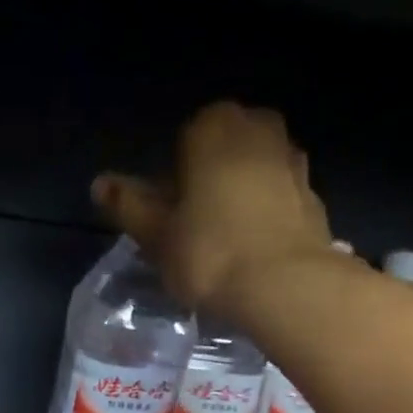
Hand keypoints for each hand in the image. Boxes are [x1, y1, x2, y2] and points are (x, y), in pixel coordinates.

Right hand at [93, 101, 333, 310]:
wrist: (286, 285)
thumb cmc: (209, 254)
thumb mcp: (157, 235)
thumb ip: (129, 205)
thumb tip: (99, 184)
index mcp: (212, 126)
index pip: (182, 142)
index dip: (172, 182)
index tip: (169, 219)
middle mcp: (257, 128)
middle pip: (221, 153)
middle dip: (208, 182)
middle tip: (194, 232)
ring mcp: (291, 159)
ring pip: (252, 173)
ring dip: (239, 197)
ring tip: (226, 245)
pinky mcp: (313, 194)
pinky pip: (277, 198)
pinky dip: (265, 215)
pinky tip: (254, 252)